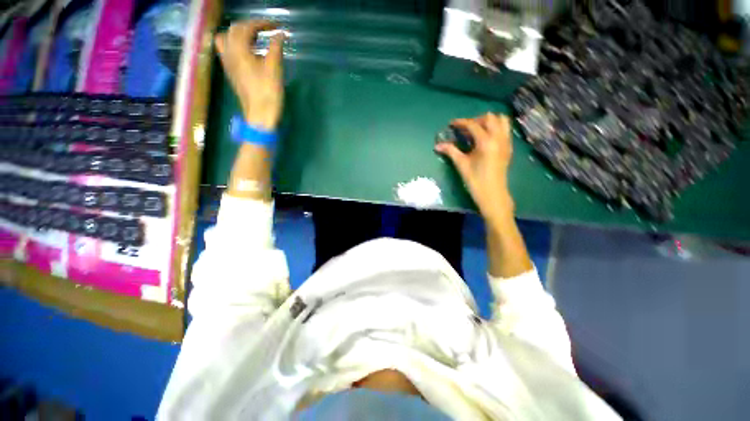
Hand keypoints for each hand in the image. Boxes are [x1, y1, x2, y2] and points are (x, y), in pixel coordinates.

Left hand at [215, 20, 284, 130]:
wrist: (260, 116)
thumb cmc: (268, 92)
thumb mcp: (274, 68)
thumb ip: (276, 47)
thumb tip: (280, 34)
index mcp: (239, 49)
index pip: (247, 27)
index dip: (262, 23)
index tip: (276, 26)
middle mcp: (229, 52)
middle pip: (234, 30)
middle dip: (250, 26)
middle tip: (266, 30)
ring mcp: (227, 63)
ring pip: (226, 39)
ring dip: (238, 34)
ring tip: (253, 38)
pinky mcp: (231, 73)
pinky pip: (227, 51)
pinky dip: (235, 45)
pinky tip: (247, 52)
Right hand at [435, 113, 514, 224]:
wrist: (492, 194)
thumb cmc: (475, 180)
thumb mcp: (461, 164)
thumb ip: (451, 151)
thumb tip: (437, 145)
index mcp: (486, 142)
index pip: (473, 125)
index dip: (461, 122)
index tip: (452, 124)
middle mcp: (499, 138)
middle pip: (490, 118)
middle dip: (476, 120)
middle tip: (465, 128)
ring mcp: (506, 142)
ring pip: (502, 121)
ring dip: (489, 122)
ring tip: (477, 130)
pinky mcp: (508, 147)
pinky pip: (505, 130)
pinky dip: (496, 128)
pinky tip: (485, 138)